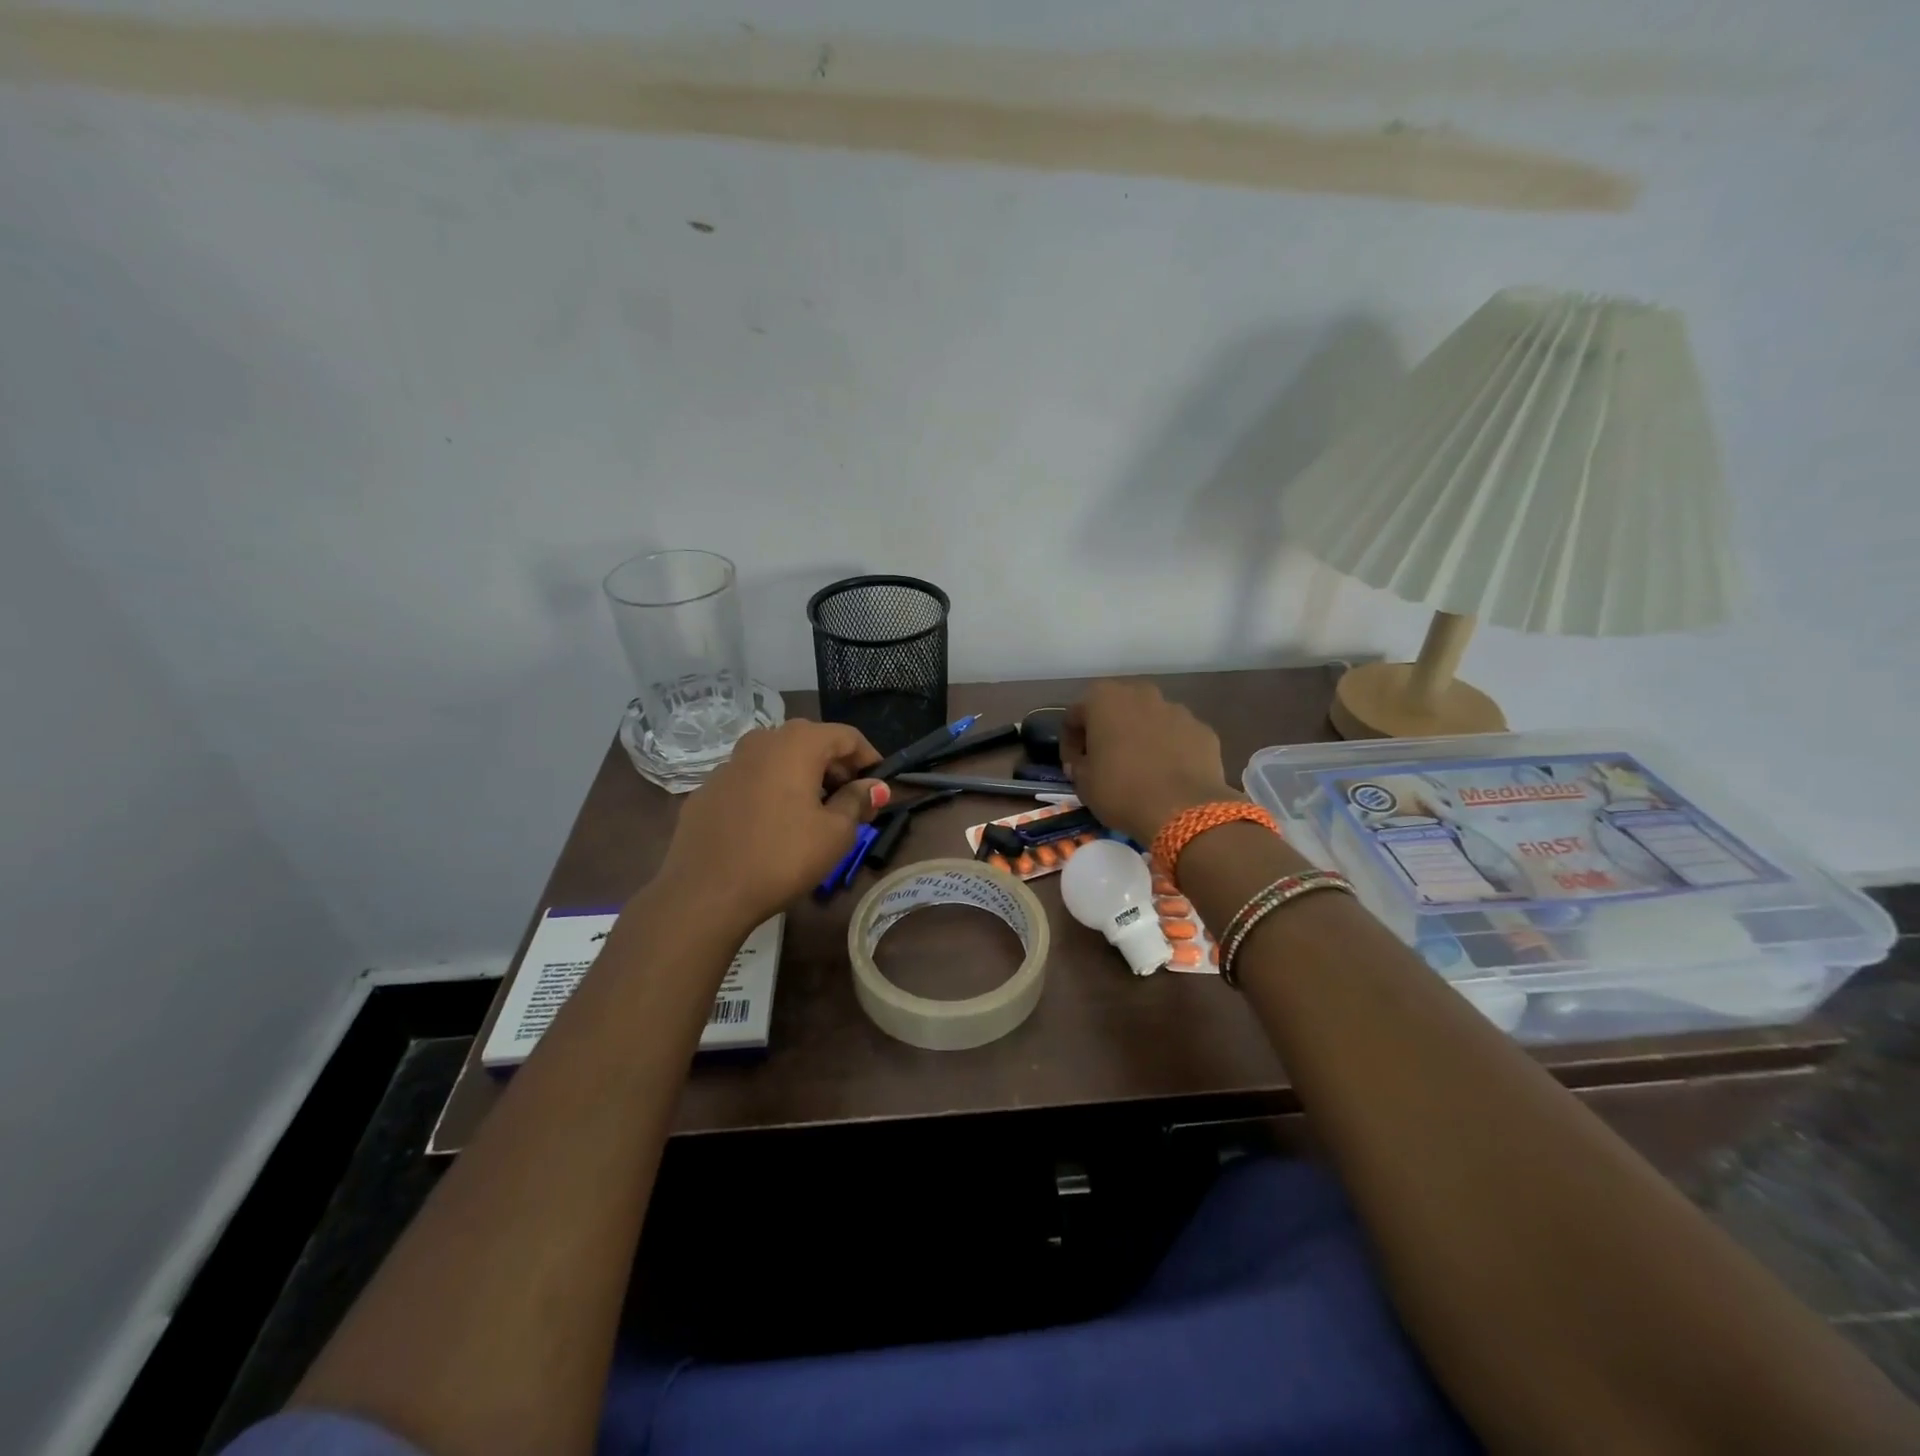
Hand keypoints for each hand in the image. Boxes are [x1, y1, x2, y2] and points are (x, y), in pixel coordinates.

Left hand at [653, 720, 887, 930]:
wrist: (704, 892)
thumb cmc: (782, 857)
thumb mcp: (835, 833)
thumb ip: (857, 801)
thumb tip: (874, 786)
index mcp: (797, 743)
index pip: (846, 736)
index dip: (869, 758)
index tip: (879, 786)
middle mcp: (761, 741)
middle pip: (810, 741)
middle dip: (836, 767)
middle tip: (851, 801)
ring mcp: (728, 764)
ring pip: (777, 759)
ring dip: (802, 777)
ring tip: (813, 813)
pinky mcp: (707, 790)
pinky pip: (751, 780)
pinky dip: (770, 791)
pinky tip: (772, 826)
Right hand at [1062, 682, 1237, 842]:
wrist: (1183, 810)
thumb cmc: (1121, 790)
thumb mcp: (1083, 783)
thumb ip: (1078, 764)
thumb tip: (1083, 762)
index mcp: (1103, 699)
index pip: (1075, 715)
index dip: (1070, 743)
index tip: (1073, 766)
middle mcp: (1141, 694)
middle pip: (1116, 709)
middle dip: (1108, 731)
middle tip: (1105, 761)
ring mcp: (1177, 709)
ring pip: (1150, 719)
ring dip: (1141, 737)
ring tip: (1140, 769)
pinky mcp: (1203, 730)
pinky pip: (1177, 736)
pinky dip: (1170, 749)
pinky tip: (1168, 775)